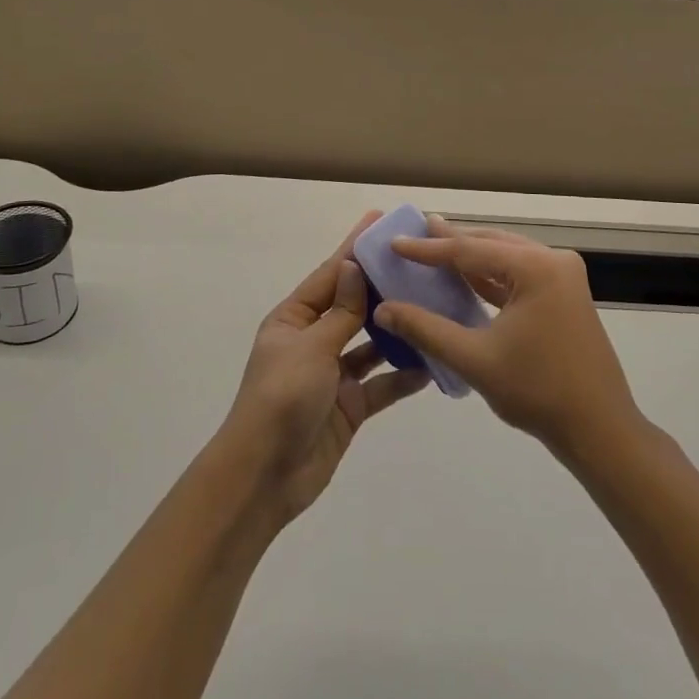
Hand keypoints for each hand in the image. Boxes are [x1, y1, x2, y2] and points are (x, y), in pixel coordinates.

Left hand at [217, 212, 427, 524]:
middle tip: (419, 262)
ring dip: (397, 329)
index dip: (355, 248)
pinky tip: (431, 363)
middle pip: (353, 305)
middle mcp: (314, 340)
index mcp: (294, 319)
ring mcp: (333, 374)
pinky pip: (381, 384)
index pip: (331, 274)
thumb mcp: (311, 347)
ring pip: (371, 343)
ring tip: (433, 307)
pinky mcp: (349, 406)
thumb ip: (340, 311)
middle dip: (382, 286)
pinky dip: (402, 375)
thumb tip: (354, 266)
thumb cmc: (281, 399)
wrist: (265, 477)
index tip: (379, 221)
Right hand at [373, 218, 644, 459]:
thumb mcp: (474, 359)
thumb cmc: (537, 392)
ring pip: (506, 258)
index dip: (428, 248)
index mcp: (535, 267)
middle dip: (451, 242)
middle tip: (415, 233)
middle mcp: (553, 261)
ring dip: (472, 258)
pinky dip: (492, 277)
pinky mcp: (565, 296)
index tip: (395, 242)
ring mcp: (563, 277)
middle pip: (491, 245)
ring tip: (435, 247)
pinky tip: (466, 278)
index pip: (470, 250)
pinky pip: (520, 276)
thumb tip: (382, 310)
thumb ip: (426, 329)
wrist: (600, 430)